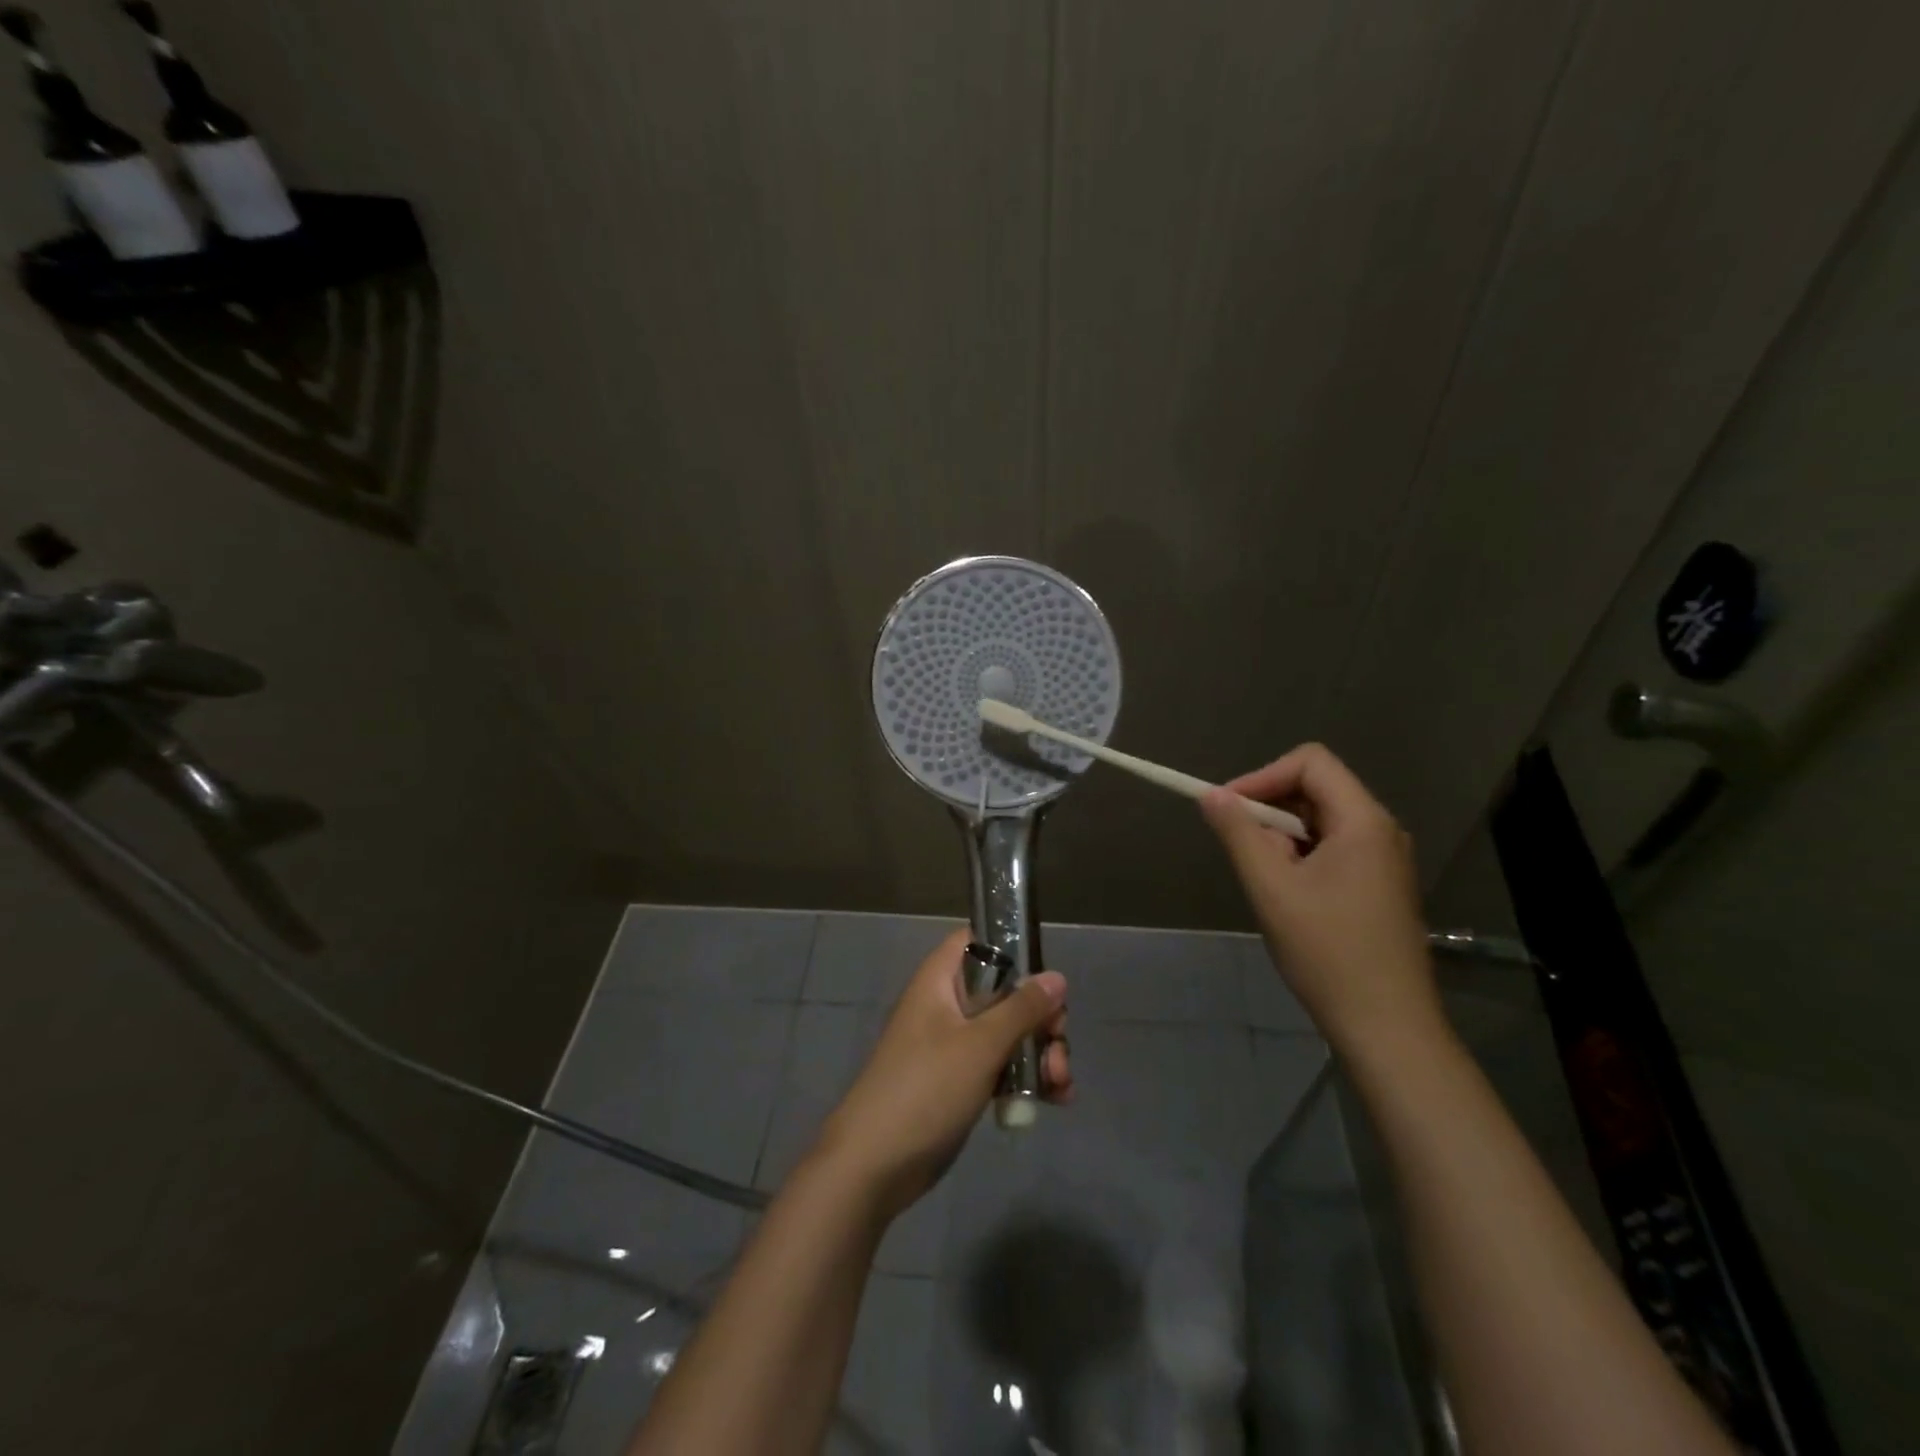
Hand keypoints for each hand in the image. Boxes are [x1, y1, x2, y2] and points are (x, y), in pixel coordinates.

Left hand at [812, 928, 1071, 1218]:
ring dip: (1040, 1053)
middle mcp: (947, 1004)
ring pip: (1008, 1032)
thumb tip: (1057, 976)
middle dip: (1040, 1017)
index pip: (977, 941)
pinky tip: (1055, 1100)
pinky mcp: (960, 1081)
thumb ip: (1022, 1009)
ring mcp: (954, 1045)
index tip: (1044, 977)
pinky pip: (1001, 1066)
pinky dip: (1027, 1078)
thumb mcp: (980, 1044)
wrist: (874, 1165)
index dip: (1012, 949)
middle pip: (1005, 991)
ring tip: (1060, 1086)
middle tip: (1058, 1043)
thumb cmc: (925, 1088)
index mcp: (940, 980)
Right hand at [1201, 743, 1441, 1056]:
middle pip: (1316, 789)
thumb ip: (1239, 833)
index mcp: (1363, 821)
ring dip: (1283, 838)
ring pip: (1321, 821)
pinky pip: (1333, 848)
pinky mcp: (1380, 885)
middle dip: (1270, 811)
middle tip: (1244, 852)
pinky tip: (1288, 896)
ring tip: (1265, 880)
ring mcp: (1385, 860)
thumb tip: (1210, 795)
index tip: (1228, 809)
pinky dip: (1301, 858)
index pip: (1310, 762)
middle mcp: (1381, 830)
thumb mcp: (1271, 888)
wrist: (1387, 1026)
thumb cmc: (1327, 952)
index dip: (1263, 776)